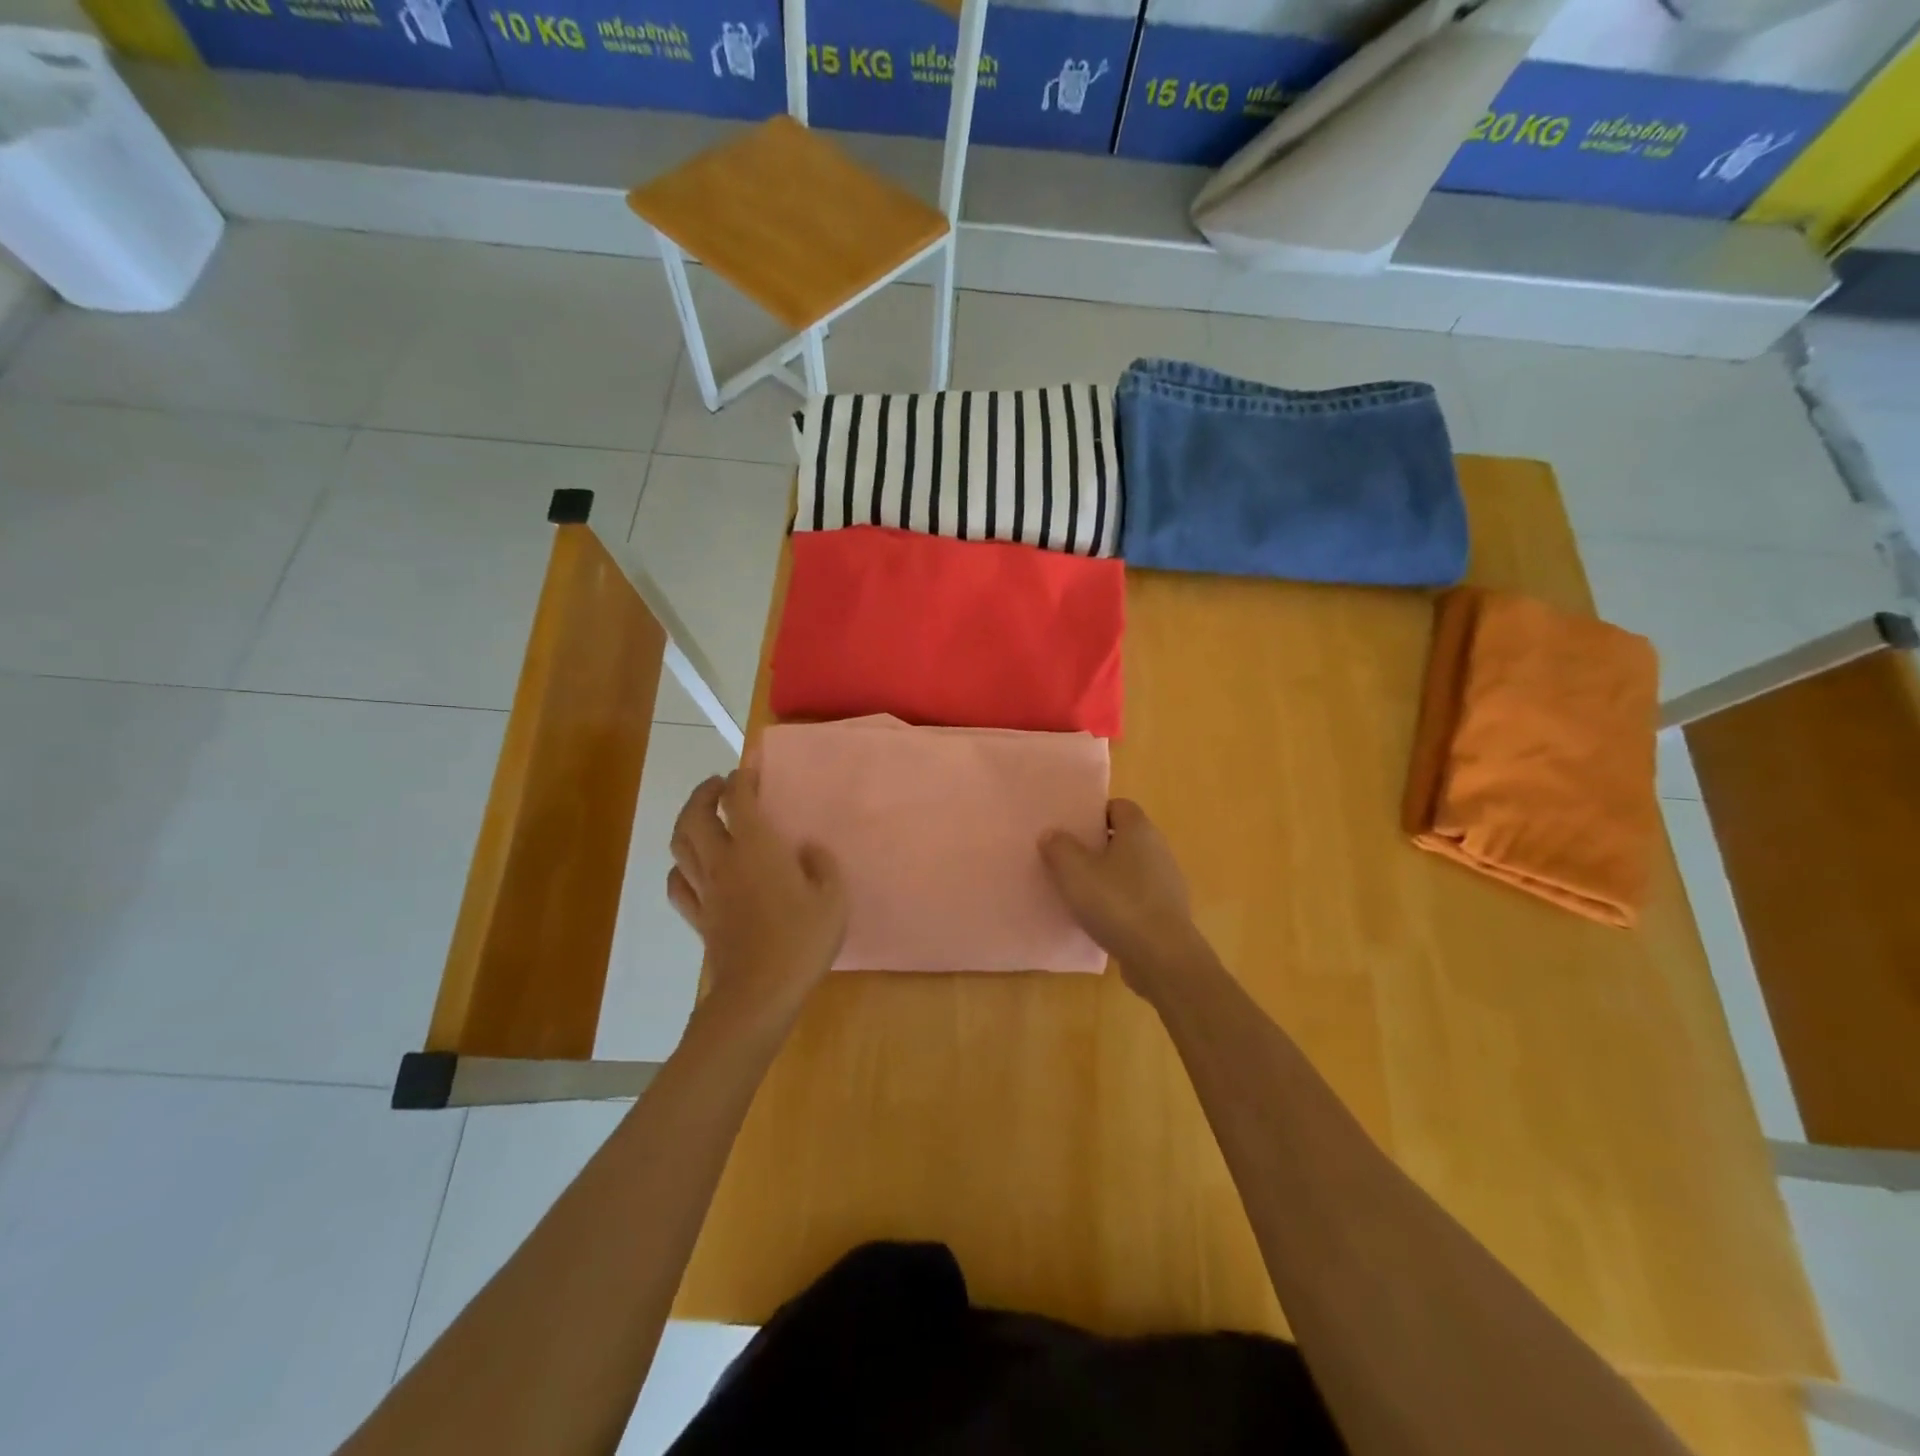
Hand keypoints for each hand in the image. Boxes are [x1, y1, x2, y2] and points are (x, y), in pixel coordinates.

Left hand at [667, 767, 846, 1030]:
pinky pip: (678, 885)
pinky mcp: (698, 918)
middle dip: (703, 793)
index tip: (750, 766)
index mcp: (757, 849)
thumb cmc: (802, 940)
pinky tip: (691, 868)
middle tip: (719, 785)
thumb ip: (822, 865)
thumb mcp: (833, 898)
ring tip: (701, 816)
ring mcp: (706, 891)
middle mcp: (723, 861)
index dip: (743, 777)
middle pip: (695, 816)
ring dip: (686, 822)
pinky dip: (680, 868)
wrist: (760, 992)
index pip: (739, 800)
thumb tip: (807, 850)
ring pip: (679, 846)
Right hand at [1040, 799, 1202, 996]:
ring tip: (1079, 892)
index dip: (1093, 814)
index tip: (1070, 830)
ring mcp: (1167, 882)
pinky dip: (1120, 902)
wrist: (1162, 958)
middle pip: (1124, 837)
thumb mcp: (1074, 872)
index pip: (1117, 806)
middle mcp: (1158, 849)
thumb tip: (1052, 833)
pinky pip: (1137, 896)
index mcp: (1139, 829)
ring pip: (1130, 869)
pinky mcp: (1167, 912)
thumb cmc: (1117, 903)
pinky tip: (1100, 918)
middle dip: (1096, 846)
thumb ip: (1059, 847)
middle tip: (1067, 860)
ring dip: (1107, 876)